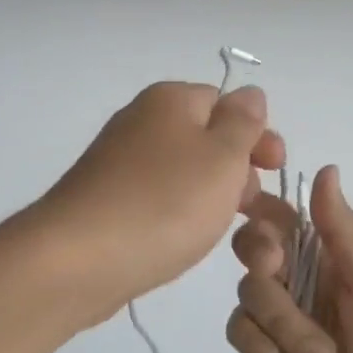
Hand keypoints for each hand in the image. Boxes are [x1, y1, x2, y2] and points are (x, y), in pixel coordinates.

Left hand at [37, 83, 285, 324]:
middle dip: (240, 172)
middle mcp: (142, 123)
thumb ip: (243, 123)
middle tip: (257, 210)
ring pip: (185, 174)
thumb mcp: (221, 156)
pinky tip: (189, 241)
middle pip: (206, 139)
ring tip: (236, 236)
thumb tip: (249, 94)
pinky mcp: (109, 202)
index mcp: (170, 101)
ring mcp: (121, 164)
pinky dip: (181, 217)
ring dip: (216, 200)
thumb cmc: (163, 202)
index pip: (225, 102)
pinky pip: (159, 200)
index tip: (275, 169)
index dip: (256, 134)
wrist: (78, 258)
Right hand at [227, 166, 352, 352]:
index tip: (252, 210)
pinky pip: (240, 336)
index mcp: (329, 260)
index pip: (281, 219)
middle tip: (277, 272)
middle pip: (252, 252)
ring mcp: (281, 326)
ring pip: (245, 295)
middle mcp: (300, 286)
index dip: (261, 211)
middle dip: (260, 260)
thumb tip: (325, 166)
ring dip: (275, 318)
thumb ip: (341, 229)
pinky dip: (257, 345)